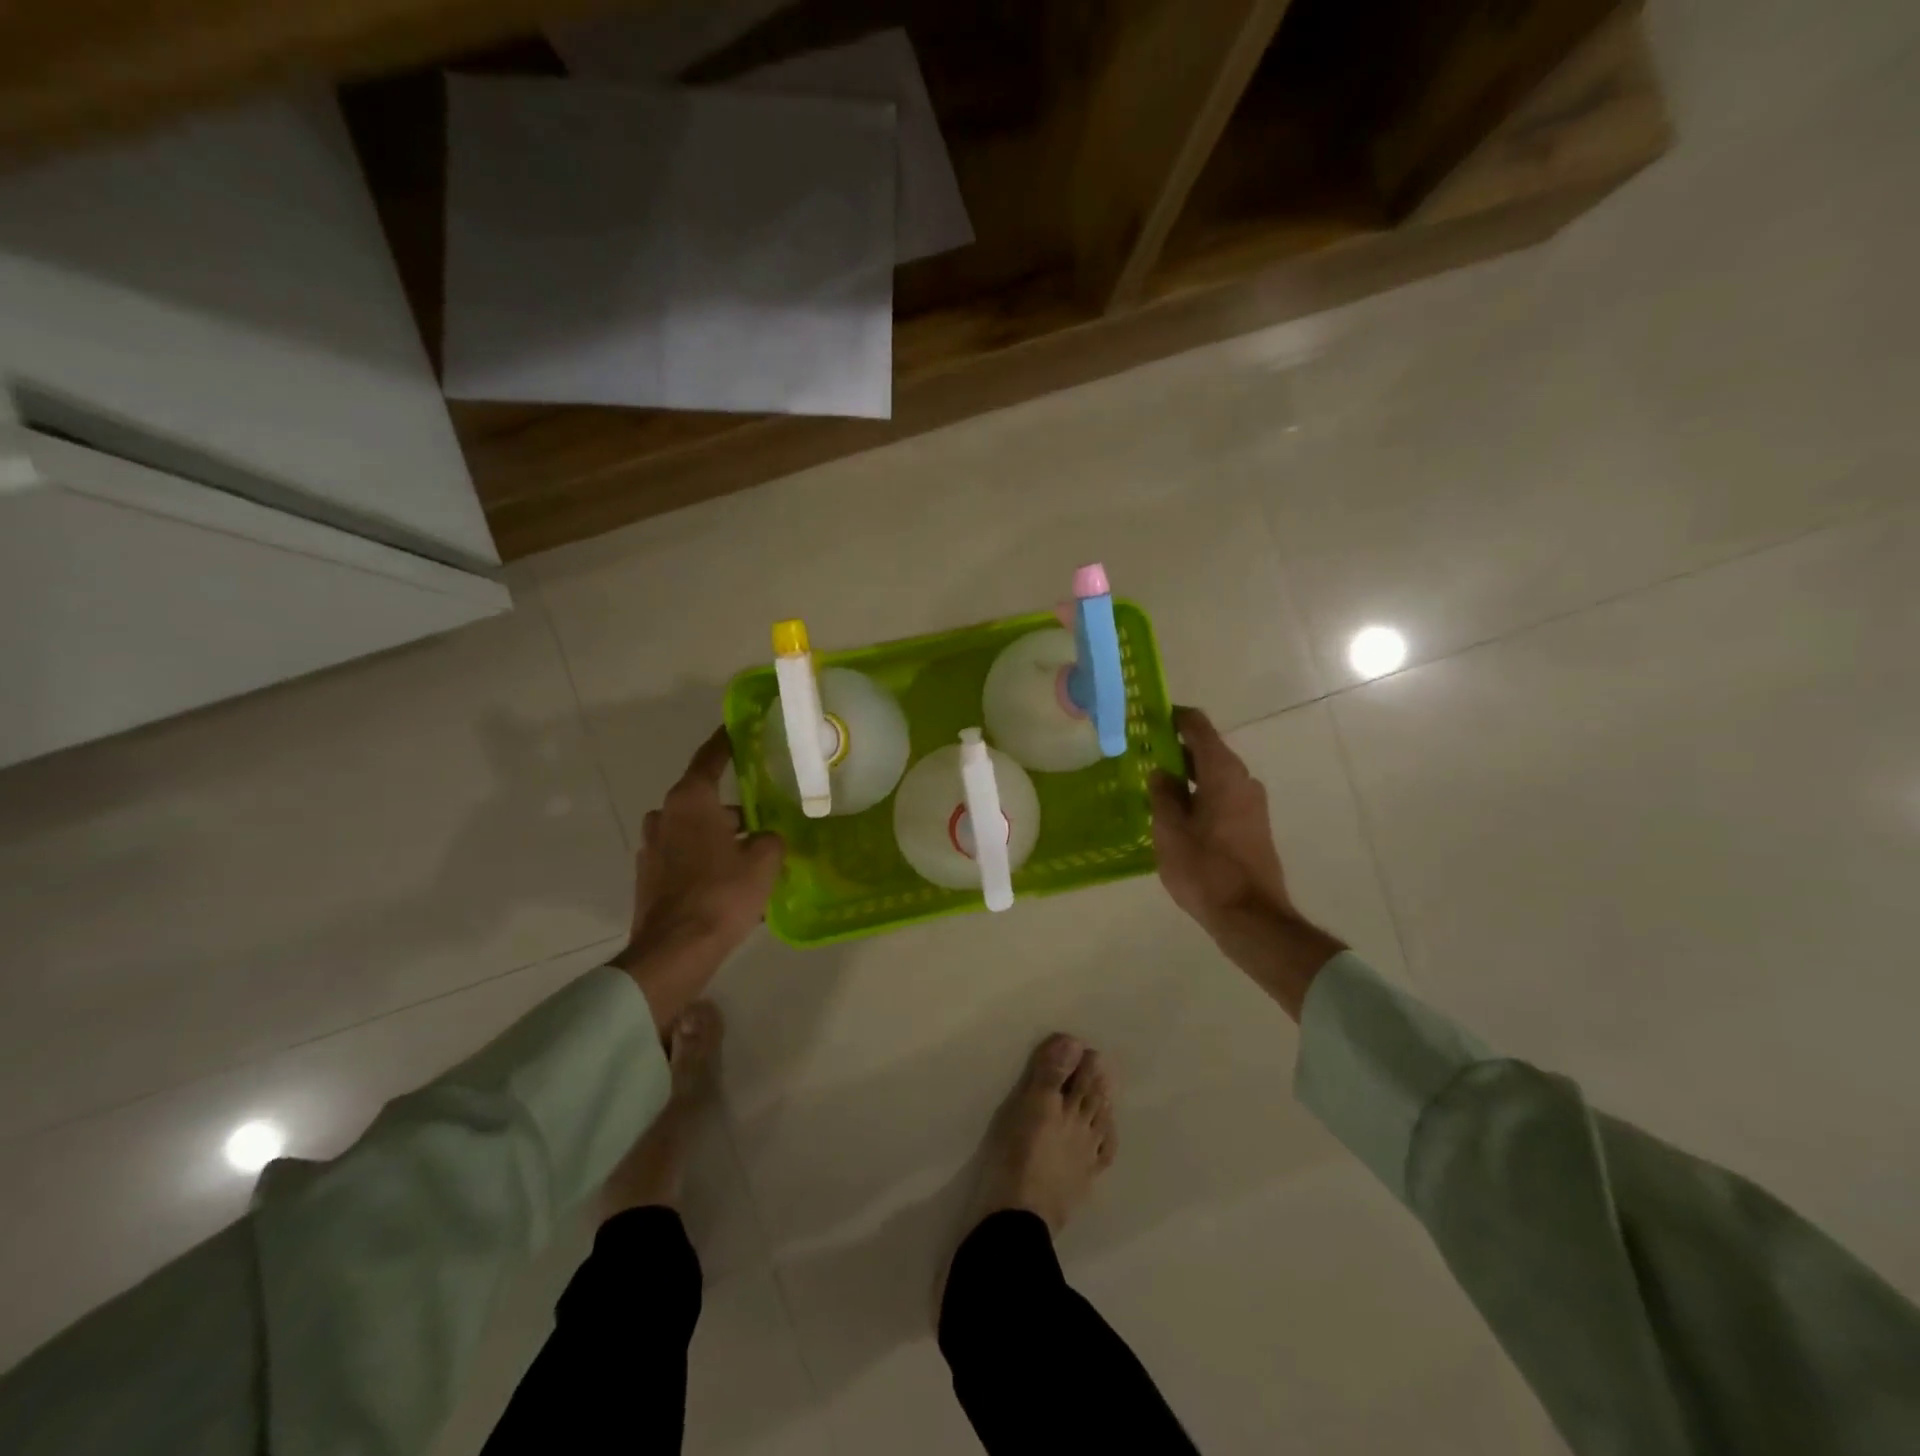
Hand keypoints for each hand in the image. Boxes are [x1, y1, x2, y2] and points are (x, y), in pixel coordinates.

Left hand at [612, 728, 783, 1026]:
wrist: (675, 951)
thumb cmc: (723, 894)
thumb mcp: (764, 860)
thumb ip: (770, 838)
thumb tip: (765, 837)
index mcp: (691, 800)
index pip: (711, 758)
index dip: (727, 741)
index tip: (738, 727)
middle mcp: (665, 815)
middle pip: (704, 800)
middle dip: (733, 810)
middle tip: (764, 819)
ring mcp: (651, 847)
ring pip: (693, 830)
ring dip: (718, 837)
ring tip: (751, 857)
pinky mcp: (648, 877)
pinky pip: (683, 856)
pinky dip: (704, 860)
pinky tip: (729, 883)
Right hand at [1149, 707, 1344, 1019]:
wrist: (1250, 917)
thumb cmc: (1205, 869)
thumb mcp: (1169, 831)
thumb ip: (1163, 795)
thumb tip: (1161, 773)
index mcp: (1222, 772)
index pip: (1198, 726)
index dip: (1174, 718)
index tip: (1148, 718)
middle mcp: (1243, 779)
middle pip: (1207, 750)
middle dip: (1175, 748)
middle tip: (1141, 755)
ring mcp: (1251, 803)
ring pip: (1214, 775)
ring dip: (1186, 774)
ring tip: (1153, 786)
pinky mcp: (1252, 825)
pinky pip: (1221, 795)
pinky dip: (1199, 794)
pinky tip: (1175, 812)